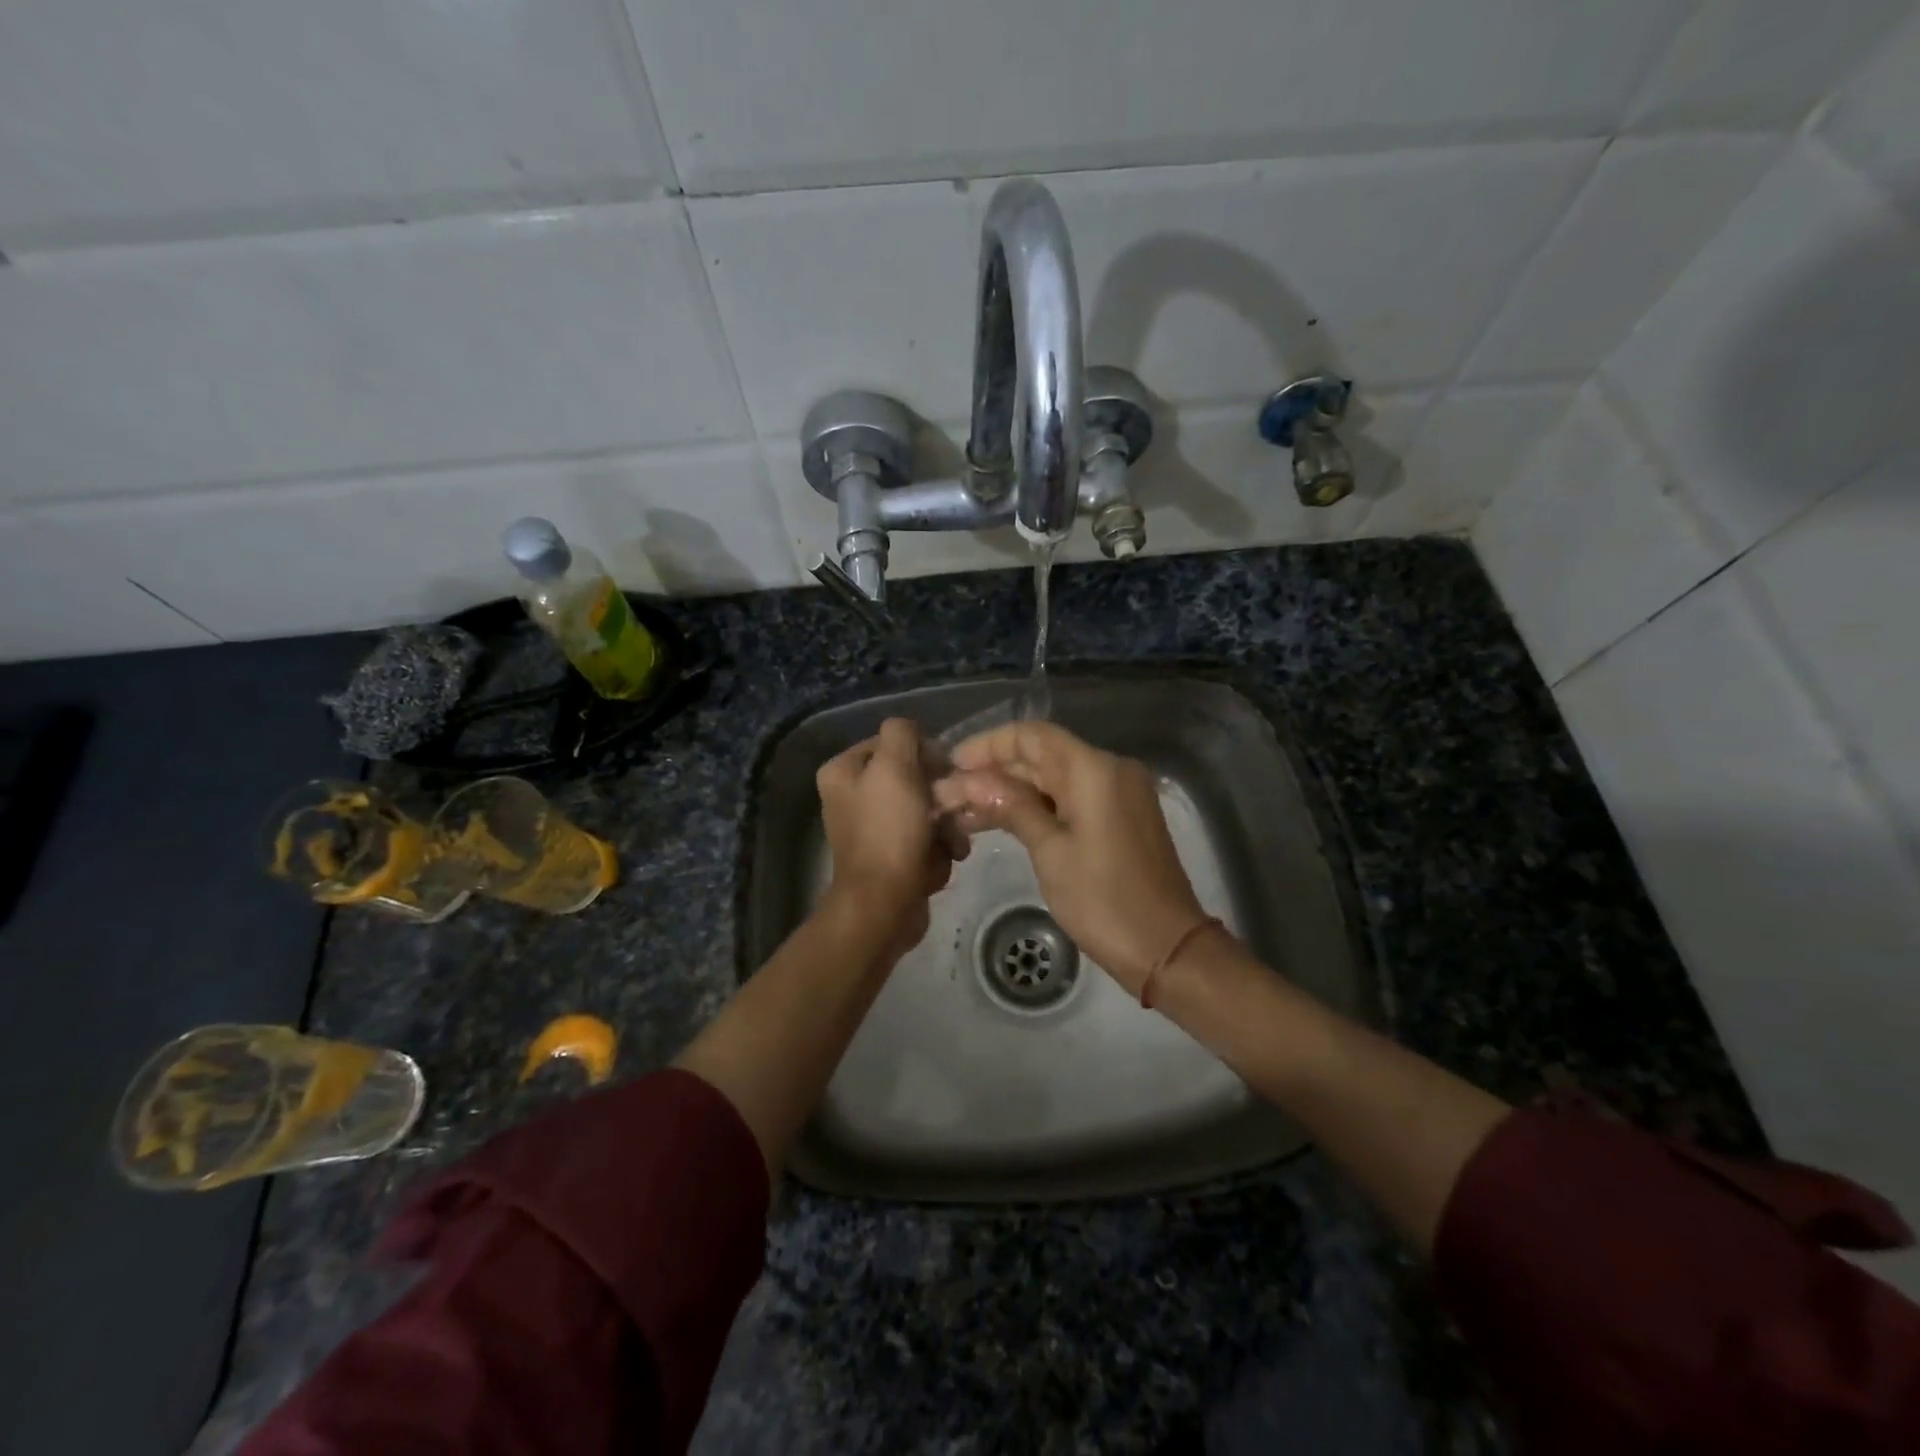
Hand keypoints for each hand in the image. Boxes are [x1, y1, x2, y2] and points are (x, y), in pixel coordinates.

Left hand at [817, 718, 961, 960]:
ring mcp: (870, 829)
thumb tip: (913, 733)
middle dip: (940, 796)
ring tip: (952, 843)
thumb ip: (902, 732)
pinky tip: (943, 861)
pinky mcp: (889, 857)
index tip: (942, 773)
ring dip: (946, 825)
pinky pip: (923, 840)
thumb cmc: (889, 830)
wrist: (885, 905)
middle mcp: (851, 797)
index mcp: (842, 771)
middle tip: (954, 810)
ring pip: (924, 810)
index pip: (892, 743)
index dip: (923, 754)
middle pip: (911, 778)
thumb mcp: (896, 766)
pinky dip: (938, 849)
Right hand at [933, 721, 1205, 997]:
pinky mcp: (1120, 818)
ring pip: (1054, 779)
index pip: (1032, 736)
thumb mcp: (1050, 852)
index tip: (952, 764)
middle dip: (994, 772)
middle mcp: (1109, 770)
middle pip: (1042, 755)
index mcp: (1094, 769)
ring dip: (1011, 792)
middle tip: (948, 794)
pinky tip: (999, 822)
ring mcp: (1118, 794)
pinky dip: (1037, 807)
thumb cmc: (1104, 900)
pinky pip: (1070, 799)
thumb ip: (1012, 807)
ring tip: (962, 812)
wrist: (1167, 948)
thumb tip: (971, 782)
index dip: (988, 745)